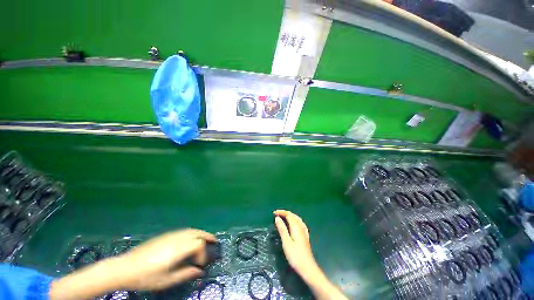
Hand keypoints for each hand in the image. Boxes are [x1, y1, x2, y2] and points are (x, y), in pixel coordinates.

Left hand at [114, 229, 214, 290]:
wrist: (125, 267)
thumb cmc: (146, 277)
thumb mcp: (166, 280)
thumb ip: (186, 274)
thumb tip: (201, 272)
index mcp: (178, 249)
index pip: (198, 244)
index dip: (203, 253)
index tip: (201, 264)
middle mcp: (177, 238)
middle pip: (197, 233)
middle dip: (207, 236)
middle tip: (214, 241)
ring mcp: (171, 235)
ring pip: (191, 230)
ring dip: (201, 233)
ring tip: (206, 238)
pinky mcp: (165, 235)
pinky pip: (184, 231)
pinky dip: (192, 233)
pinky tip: (191, 239)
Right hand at [273, 210, 316, 275]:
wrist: (308, 268)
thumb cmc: (295, 256)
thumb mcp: (286, 242)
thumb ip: (282, 229)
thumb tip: (277, 218)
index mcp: (296, 227)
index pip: (289, 215)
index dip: (281, 212)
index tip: (274, 213)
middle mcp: (301, 227)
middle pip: (293, 216)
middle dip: (285, 213)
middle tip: (277, 214)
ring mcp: (304, 231)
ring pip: (297, 219)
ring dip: (290, 216)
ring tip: (283, 217)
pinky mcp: (305, 236)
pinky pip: (300, 223)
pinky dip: (294, 220)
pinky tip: (293, 224)